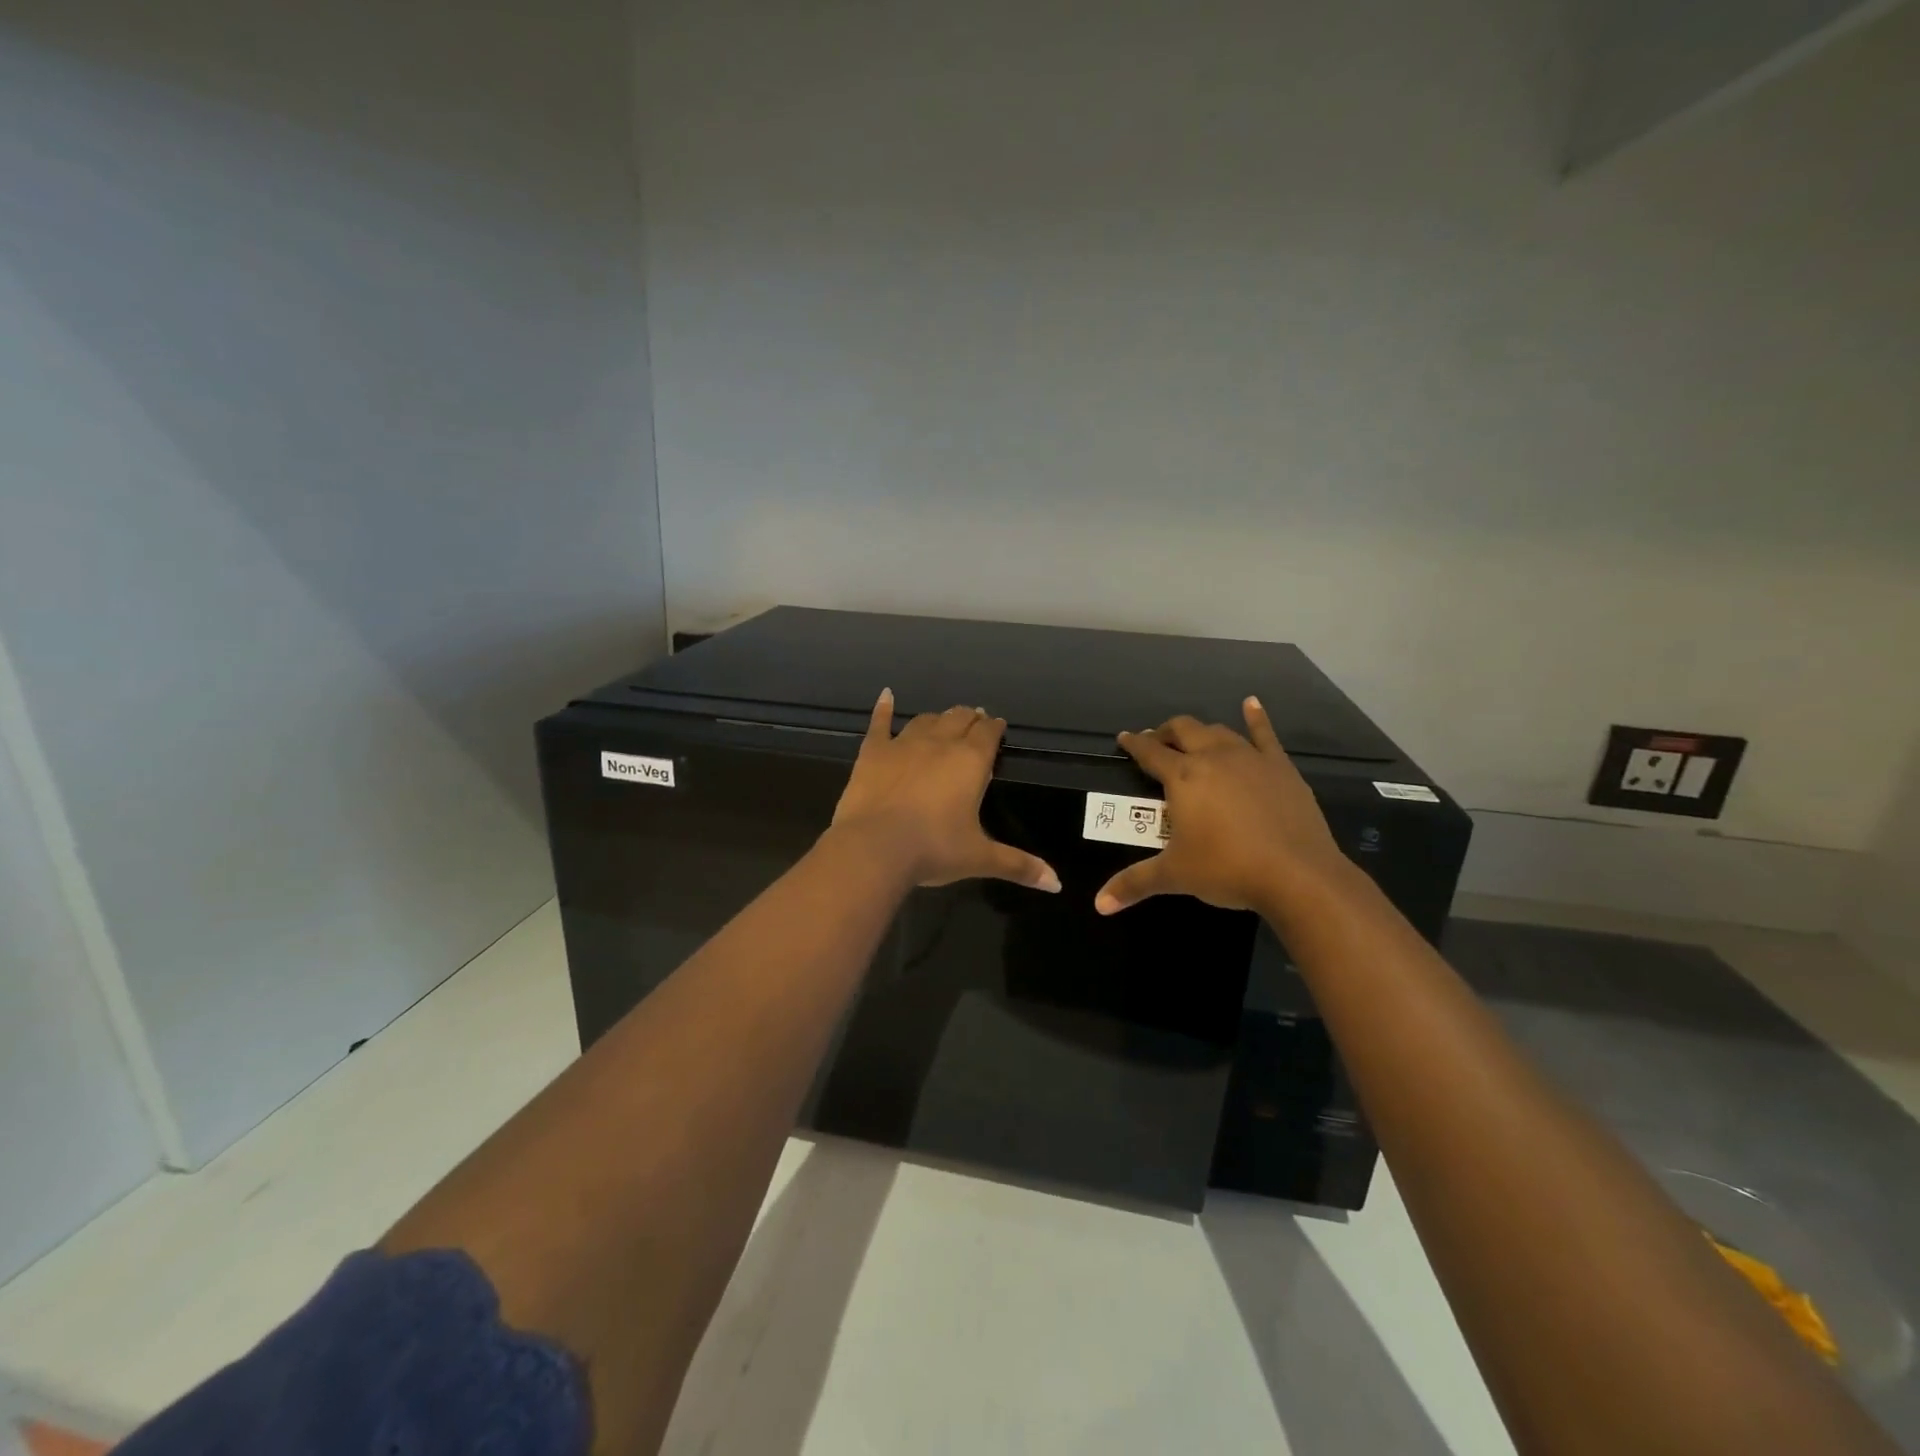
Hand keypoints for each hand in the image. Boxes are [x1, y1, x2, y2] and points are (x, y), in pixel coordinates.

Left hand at [830, 690, 1061, 892]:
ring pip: (926, 720)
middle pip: (959, 719)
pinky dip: (884, 708)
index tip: (997, 727)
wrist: (875, 847)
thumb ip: (1019, 865)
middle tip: (975, 722)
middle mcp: (940, 743)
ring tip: (944, 720)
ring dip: (938, 718)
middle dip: (970, 719)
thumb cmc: (934, 849)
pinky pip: (880, 723)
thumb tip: (1057, 883)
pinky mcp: (873, 752)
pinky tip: (887, 696)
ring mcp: (903, 743)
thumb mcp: (979, 858)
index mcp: (970, 761)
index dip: (994, 728)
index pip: (988, 733)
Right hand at [1094, 697, 1351, 918]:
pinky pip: (1265, 734)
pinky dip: (1256, 717)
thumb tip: (1099, 905)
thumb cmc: (1227, 869)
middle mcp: (1213, 757)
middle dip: (1166, 732)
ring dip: (1201, 731)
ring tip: (1194, 738)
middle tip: (1157, 741)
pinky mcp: (1280, 767)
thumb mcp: (1174, 876)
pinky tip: (1251, 704)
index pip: (1150, 752)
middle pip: (1183, 730)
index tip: (1124, 738)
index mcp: (1183, 777)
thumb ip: (1134, 883)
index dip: (1134, 743)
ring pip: (1219, 731)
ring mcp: (1250, 758)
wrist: (1297, 874)